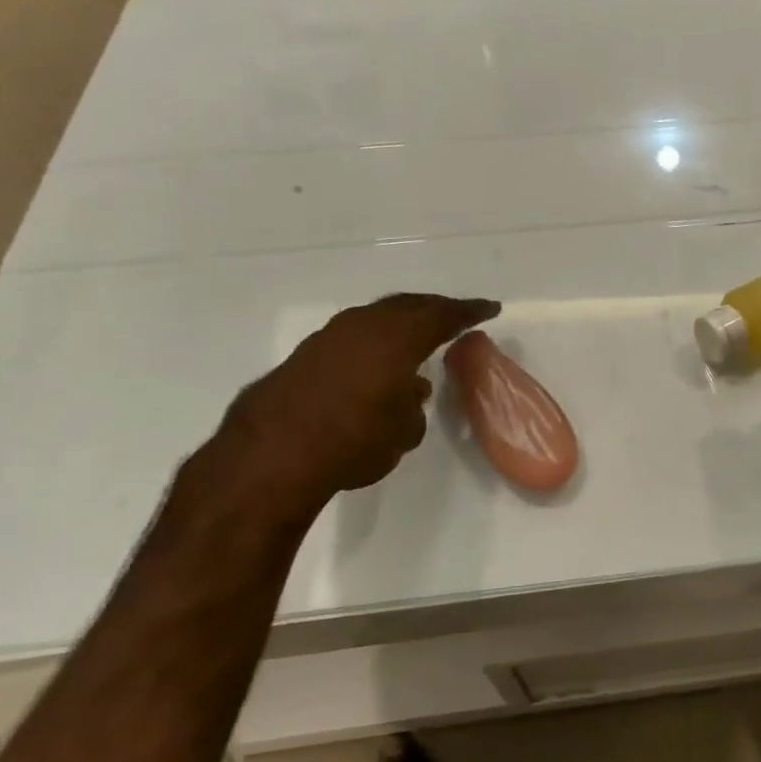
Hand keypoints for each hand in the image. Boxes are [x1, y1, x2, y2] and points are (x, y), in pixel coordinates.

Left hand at [213, 293, 500, 521]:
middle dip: (434, 309)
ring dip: (399, 325)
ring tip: (415, 337)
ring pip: (376, 319)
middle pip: (408, 306)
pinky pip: (352, 337)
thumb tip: (410, 390)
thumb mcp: (403, 431)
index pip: (443, 316)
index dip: (469, 312)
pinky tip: (375, 362)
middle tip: (454, 315)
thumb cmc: (354, 440)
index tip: (489, 309)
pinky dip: (372, 342)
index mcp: (398, 337)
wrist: (271, 455)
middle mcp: (365, 326)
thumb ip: (413, 405)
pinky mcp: (305, 355)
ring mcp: (330, 336)